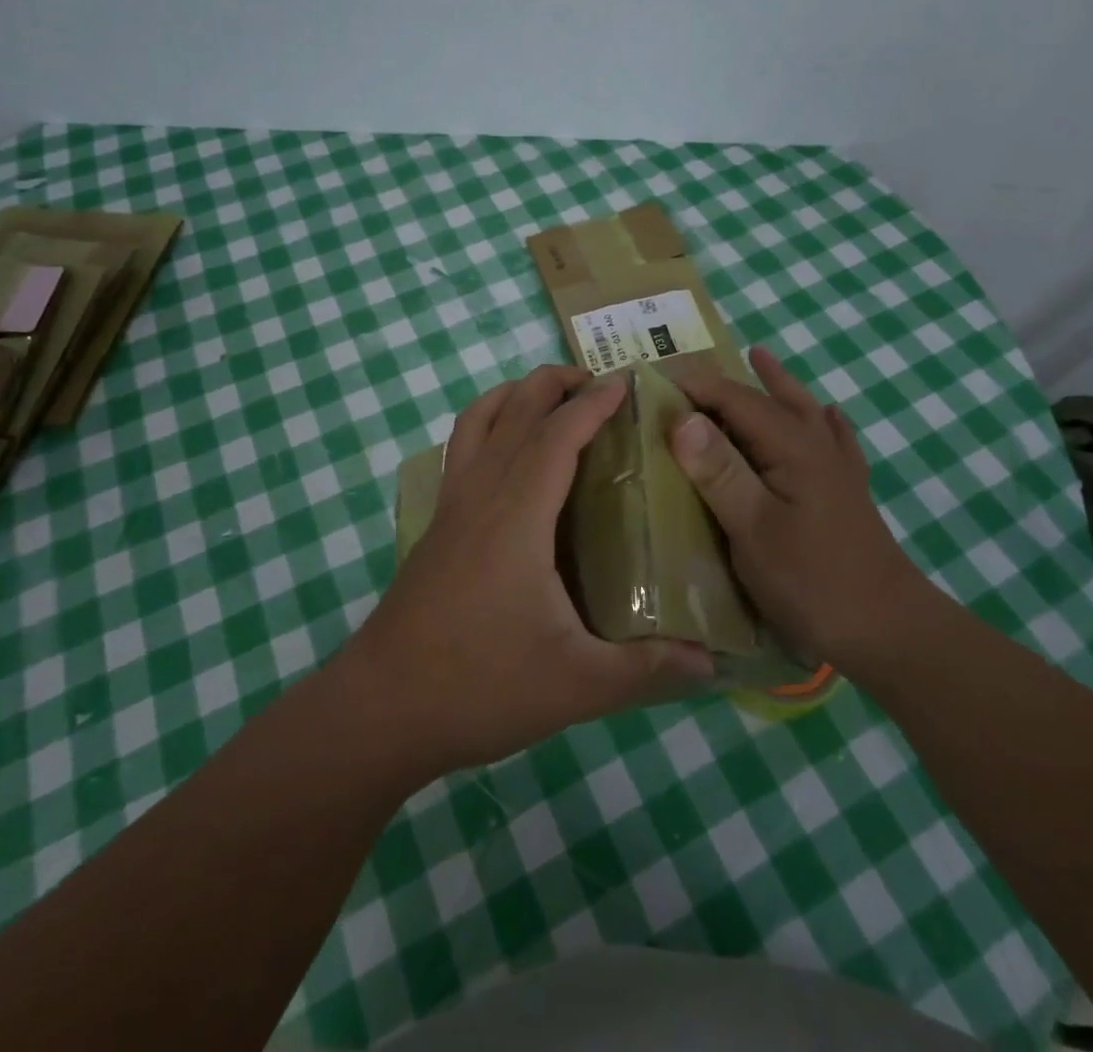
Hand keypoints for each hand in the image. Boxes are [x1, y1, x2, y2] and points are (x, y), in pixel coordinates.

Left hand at [335, 364, 714, 780]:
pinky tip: (509, 453)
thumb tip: (711, 664)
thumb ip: (646, 668)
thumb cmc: (479, 687)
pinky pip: (461, 448)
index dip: (593, 403)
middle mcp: (481, 494)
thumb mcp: (576, 684)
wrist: (381, 708)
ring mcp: (451, 505)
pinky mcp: (436, 524)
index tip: (628, 382)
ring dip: (516, 394)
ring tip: (554, 399)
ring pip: (478, 419)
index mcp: (518, 516)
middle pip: (515, 410)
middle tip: (601, 385)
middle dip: (556, 383)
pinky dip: (488, 423)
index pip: (558, 435)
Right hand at [671, 347, 921, 667]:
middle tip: (689, 371)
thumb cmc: (812, 581)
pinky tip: (827, 415)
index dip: (693, 386)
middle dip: (727, 381)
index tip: (651, 380)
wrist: (888, 629)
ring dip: (775, 384)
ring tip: (759, 357)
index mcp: (790, 446)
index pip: (734, 399)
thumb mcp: (754, 530)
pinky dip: (822, 419)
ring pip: (801, 409)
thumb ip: (719, 471)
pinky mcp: (848, 490)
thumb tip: (682, 417)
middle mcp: (815, 444)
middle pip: (766, 398)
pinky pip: (833, 437)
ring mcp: (837, 466)